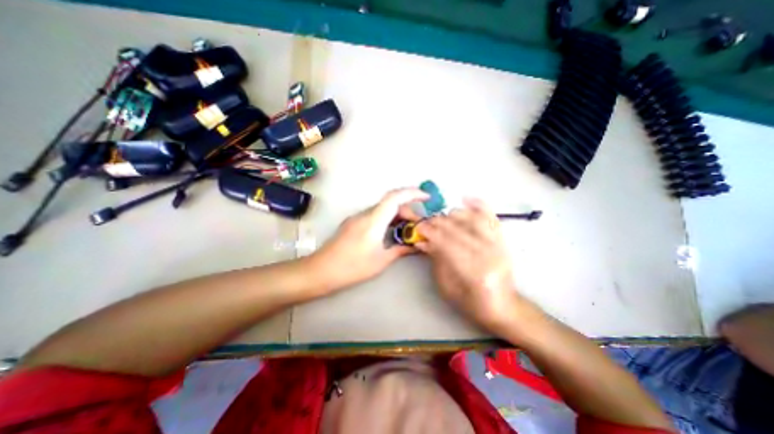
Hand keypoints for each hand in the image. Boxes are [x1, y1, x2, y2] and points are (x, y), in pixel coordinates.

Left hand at [310, 189, 429, 289]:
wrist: (321, 270)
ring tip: (407, 231)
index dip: (412, 193)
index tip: (427, 198)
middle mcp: (365, 214)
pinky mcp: (353, 223)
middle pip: (390, 203)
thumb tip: (415, 246)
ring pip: (383, 209)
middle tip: (418, 226)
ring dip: (397, 216)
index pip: (395, 197)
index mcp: (373, 220)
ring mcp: (358, 218)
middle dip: (408, 210)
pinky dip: (387, 220)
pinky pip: (375, 215)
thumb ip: (400, 249)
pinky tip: (391, 233)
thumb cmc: (352, 267)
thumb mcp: (381, 260)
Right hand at [414, 198, 522, 331]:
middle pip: (460, 229)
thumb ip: (436, 260)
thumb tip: (423, 241)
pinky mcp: (503, 241)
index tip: (419, 227)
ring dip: (454, 214)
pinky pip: (492, 217)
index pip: (448, 244)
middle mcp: (490, 255)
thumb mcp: (446, 285)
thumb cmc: (471, 302)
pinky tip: (467, 199)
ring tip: (441, 216)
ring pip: (474, 219)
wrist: (503, 307)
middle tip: (425, 221)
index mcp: (475, 272)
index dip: (431, 233)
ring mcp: (500, 246)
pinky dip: (479, 206)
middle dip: (438, 222)